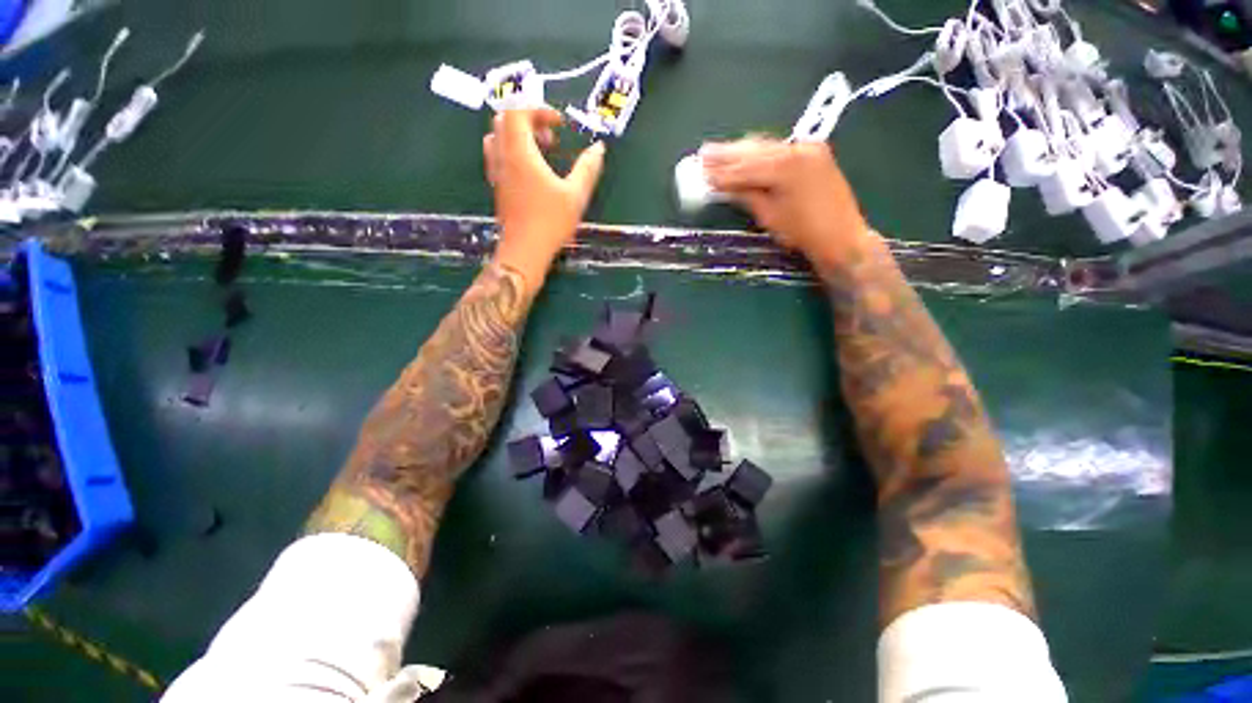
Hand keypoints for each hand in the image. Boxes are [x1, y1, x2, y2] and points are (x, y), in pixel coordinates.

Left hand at [484, 108, 606, 286]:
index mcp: (520, 152)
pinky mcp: (498, 189)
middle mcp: (502, 157)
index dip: (538, 110)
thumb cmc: (550, 222)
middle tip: (551, 138)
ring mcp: (497, 174)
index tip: (559, 125)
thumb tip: (599, 148)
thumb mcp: (576, 195)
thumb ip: (588, 169)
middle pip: (504, 120)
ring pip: (498, 138)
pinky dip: (514, 153)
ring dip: (519, 137)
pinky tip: (532, 174)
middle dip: (529, 121)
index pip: (517, 111)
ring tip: (542, 154)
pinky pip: (499, 157)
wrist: (525, 251)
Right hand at [701, 138, 873, 271]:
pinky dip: (760, 153)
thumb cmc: (802, 233)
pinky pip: (779, 149)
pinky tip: (746, 156)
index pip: (744, 166)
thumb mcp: (768, 215)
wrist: (841, 237)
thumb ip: (745, 194)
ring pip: (766, 145)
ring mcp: (807, 147)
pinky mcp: (813, 152)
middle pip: (753, 149)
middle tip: (703, 153)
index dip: (720, 170)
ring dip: (742, 150)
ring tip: (717, 152)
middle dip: (727, 153)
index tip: (699, 169)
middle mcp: (796, 149)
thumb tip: (721, 184)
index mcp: (784, 167)